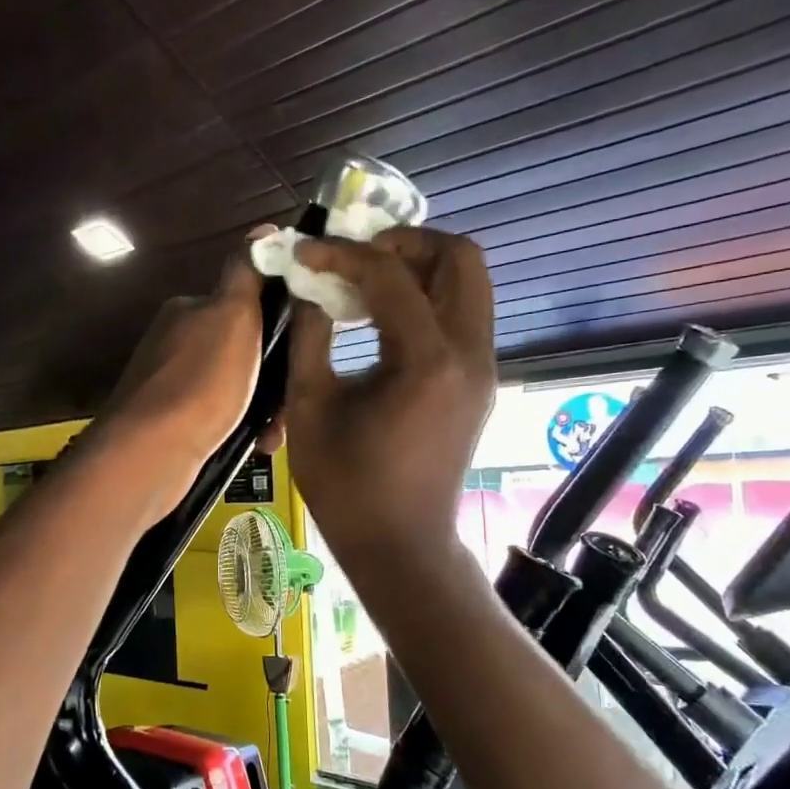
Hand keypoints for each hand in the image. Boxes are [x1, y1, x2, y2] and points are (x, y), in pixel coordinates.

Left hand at [93, 230, 280, 519]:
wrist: (153, 453)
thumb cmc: (201, 381)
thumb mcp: (232, 314)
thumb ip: (247, 272)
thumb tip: (263, 230)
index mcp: (189, 310)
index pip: (243, 304)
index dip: (277, 324)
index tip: (300, 348)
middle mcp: (176, 342)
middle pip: (243, 350)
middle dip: (272, 376)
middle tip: (290, 402)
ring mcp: (170, 384)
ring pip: (235, 388)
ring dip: (262, 407)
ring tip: (271, 432)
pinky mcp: (170, 422)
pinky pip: (219, 418)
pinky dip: (241, 428)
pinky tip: (254, 443)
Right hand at [284, 229, 496, 574]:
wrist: (401, 545)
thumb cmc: (347, 486)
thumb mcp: (311, 407)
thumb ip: (310, 336)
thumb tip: (308, 288)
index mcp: (427, 361)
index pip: (390, 274)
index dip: (343, 254)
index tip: (305, 254)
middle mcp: (469, 354)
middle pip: (460, 258)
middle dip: (406, 243)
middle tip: (356, 257)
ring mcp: (483, 369)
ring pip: (469, 284)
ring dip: (420, 268)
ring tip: (366, 283)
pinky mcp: (480, 382)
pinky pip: (462, 316)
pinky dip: (427, 299)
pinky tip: (382, 320)